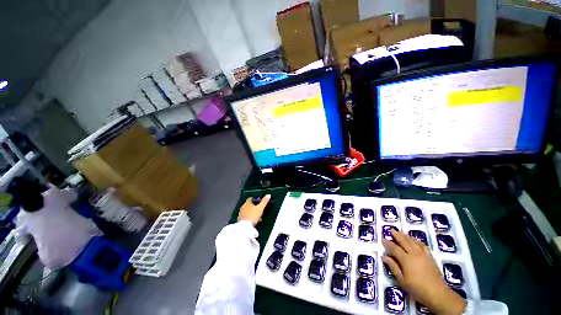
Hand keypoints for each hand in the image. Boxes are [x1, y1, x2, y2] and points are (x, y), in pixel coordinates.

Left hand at [237, 195, 270, 225]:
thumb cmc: (253, 216)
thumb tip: (268, 195)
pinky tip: (254, 221)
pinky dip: (250, 217)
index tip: (259, 201)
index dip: (255, 199)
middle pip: (249, 205)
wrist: (245, 227)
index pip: (251, 198)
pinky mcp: (240, 219)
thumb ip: (264, 201)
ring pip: (248, 211)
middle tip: (259, 209)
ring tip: (258, 216)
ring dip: (252, 212)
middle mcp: (243, 207)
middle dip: (254, 207)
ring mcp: (241, 213)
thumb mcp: (260, 208)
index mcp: (247, 203)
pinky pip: (246, 216)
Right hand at [382, 230, 466, 314]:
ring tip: (401, 232)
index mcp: (406, 259)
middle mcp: (414, 253)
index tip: (382, 239)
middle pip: (404, 241)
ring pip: (413, 241)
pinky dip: (417, 240)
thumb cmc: (417, 288)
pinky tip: (415, 240)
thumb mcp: (402, 280)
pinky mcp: (430, 256)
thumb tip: (384, 256)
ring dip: (406, 236)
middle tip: (391, 230)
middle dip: (397, 235)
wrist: (438, 293)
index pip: (394, 248)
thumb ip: (393, 267)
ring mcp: (423, 254)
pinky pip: (422, 245)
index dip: (387, 243)